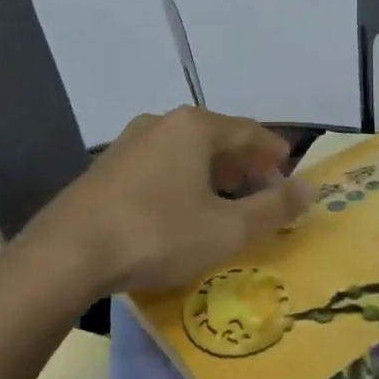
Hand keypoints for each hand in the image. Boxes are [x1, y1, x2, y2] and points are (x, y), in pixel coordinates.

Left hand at [33, 107, 314, 295]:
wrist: (67, 255)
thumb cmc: (158, 235)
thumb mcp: (227, 229)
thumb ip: (274, 207)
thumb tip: (311, 188)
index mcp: (195, 127)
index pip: (249, 131)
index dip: (274, 152)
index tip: (289, 172)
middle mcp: (162, 123)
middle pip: (217, 138)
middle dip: (244, 165)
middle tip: (261, 193)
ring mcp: (128, 143)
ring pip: (185, 151)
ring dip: (212, 174)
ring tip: (225, 204)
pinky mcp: (106, 168)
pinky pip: (159, 165)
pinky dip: (182, 180)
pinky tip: (180, 210)